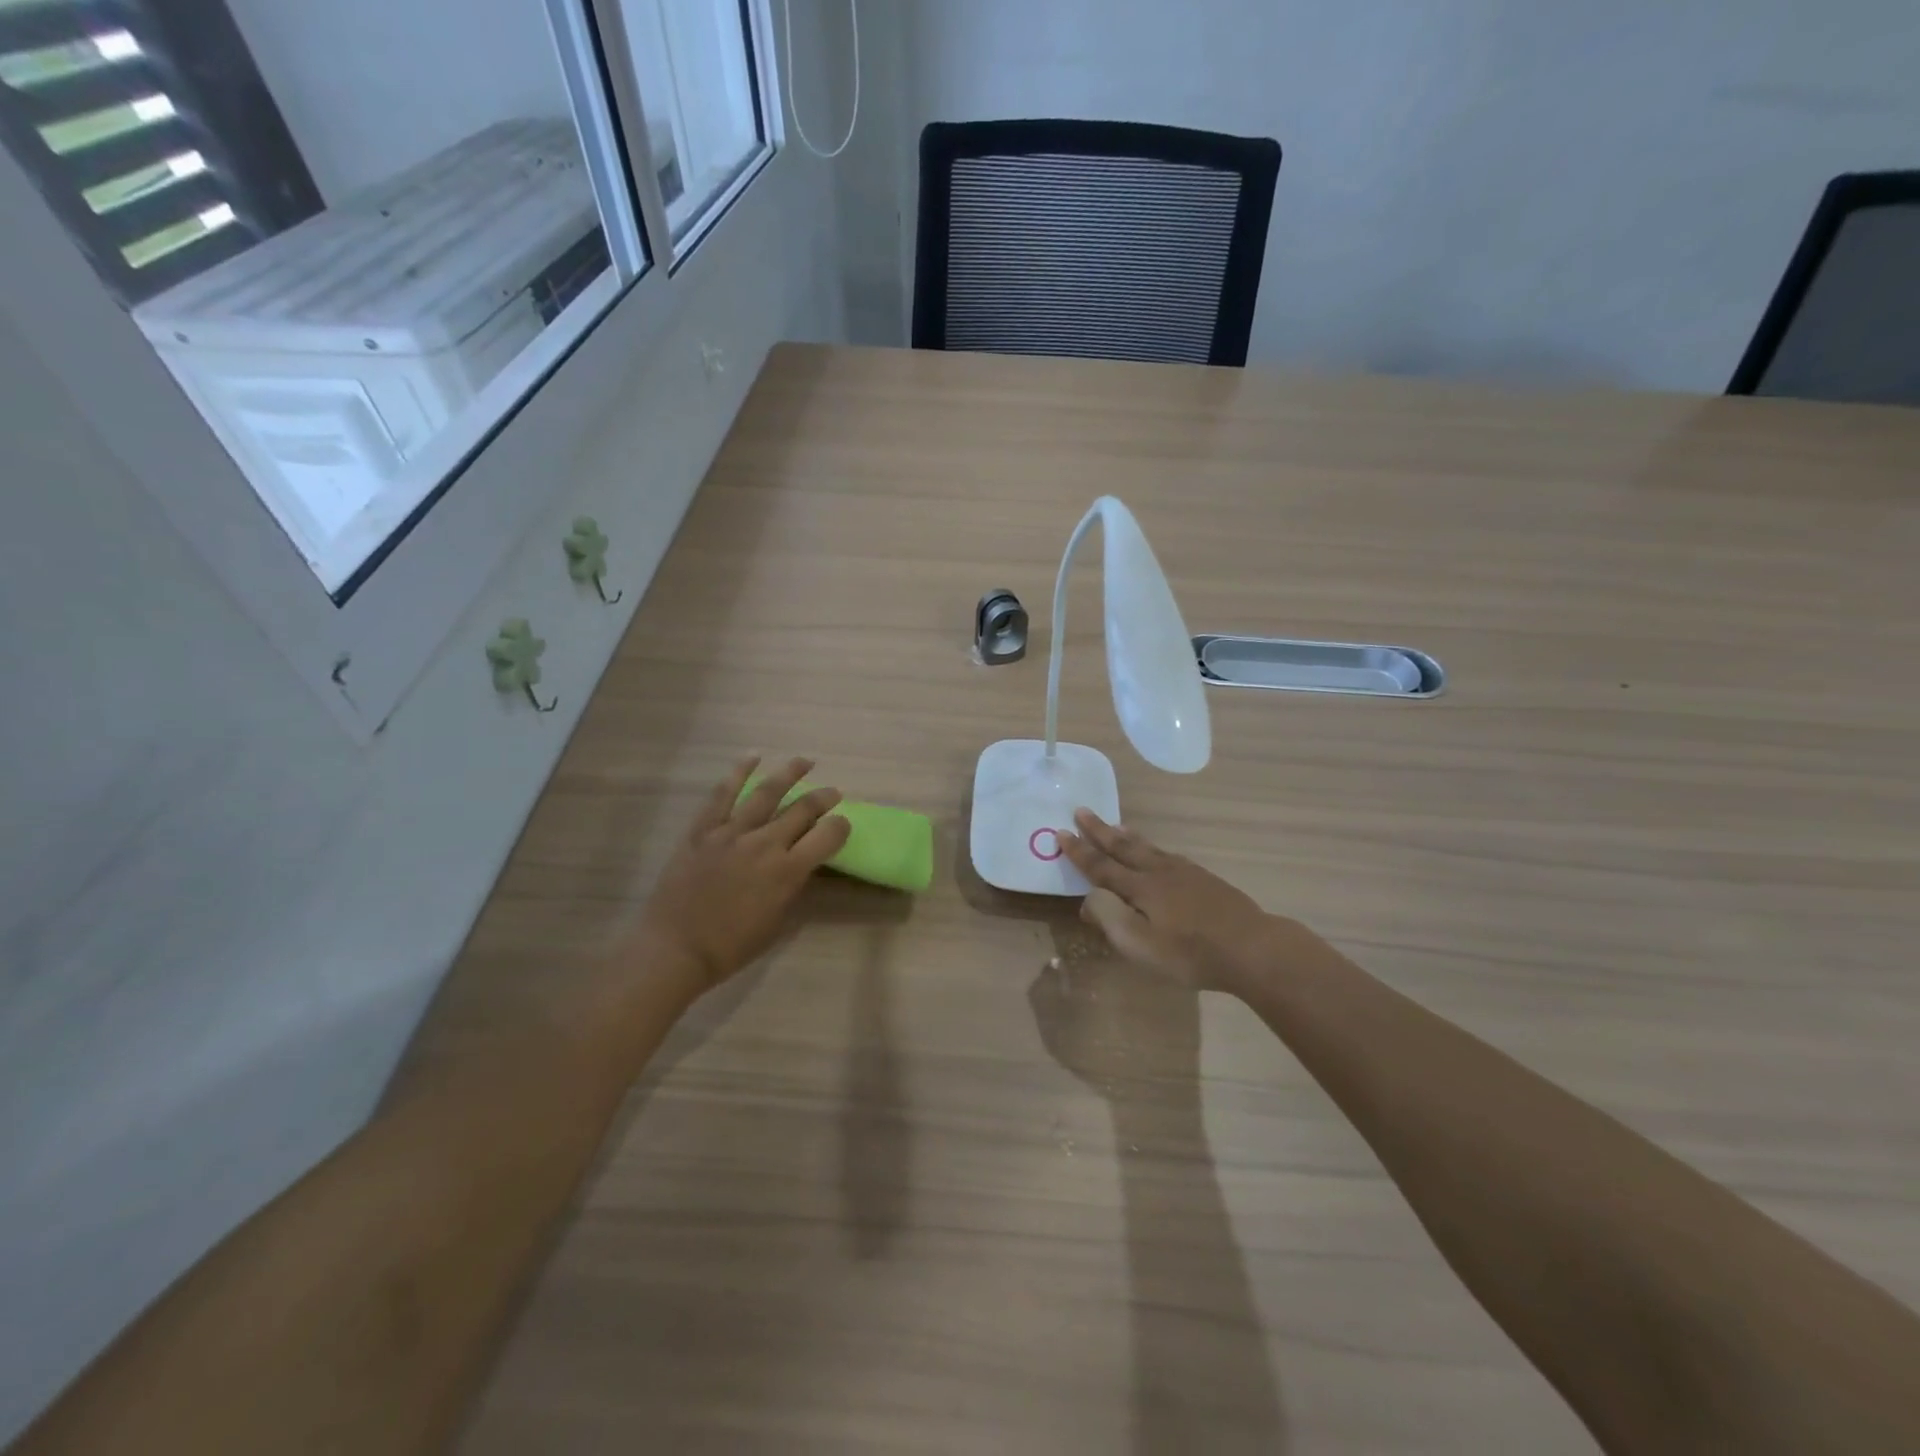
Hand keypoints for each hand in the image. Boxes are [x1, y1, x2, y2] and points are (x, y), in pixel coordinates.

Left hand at [634, 756, 851, 996]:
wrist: (675, 948)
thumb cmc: (731, 946)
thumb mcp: (778, 921)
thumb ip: (794, 886)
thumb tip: (802, 863)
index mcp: (787, 871)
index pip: (827, 836)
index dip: (841, 826)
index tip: (843, 824)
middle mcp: (764, 844)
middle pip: (802, 809)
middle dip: (823, 798)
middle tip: (833, 792)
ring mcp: (731, 833)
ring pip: (767, 793)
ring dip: (790, 773)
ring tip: (804, 762)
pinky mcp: (703, 830)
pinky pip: (722, 795)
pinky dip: (738, 773)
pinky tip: (752, 758)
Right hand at [1058, 810, 1276, 992]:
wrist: (1251, 947)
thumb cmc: (1190, 952)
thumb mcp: (1140, 945)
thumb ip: (1109, 917)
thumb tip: (1089, 897)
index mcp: (1139, 888)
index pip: (1100, 866)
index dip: (1079, 852)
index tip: (1060, 832)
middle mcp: (1158, 872)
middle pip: (1123, 848)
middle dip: (1099, 831)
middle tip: (1082, 810)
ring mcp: (1185, 874)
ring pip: (1148, 848)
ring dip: (1126, 836)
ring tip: (1115, 825)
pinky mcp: (1205, 880)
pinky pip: (1167, 854)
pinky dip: (1152, 847)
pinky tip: (1158, 852)